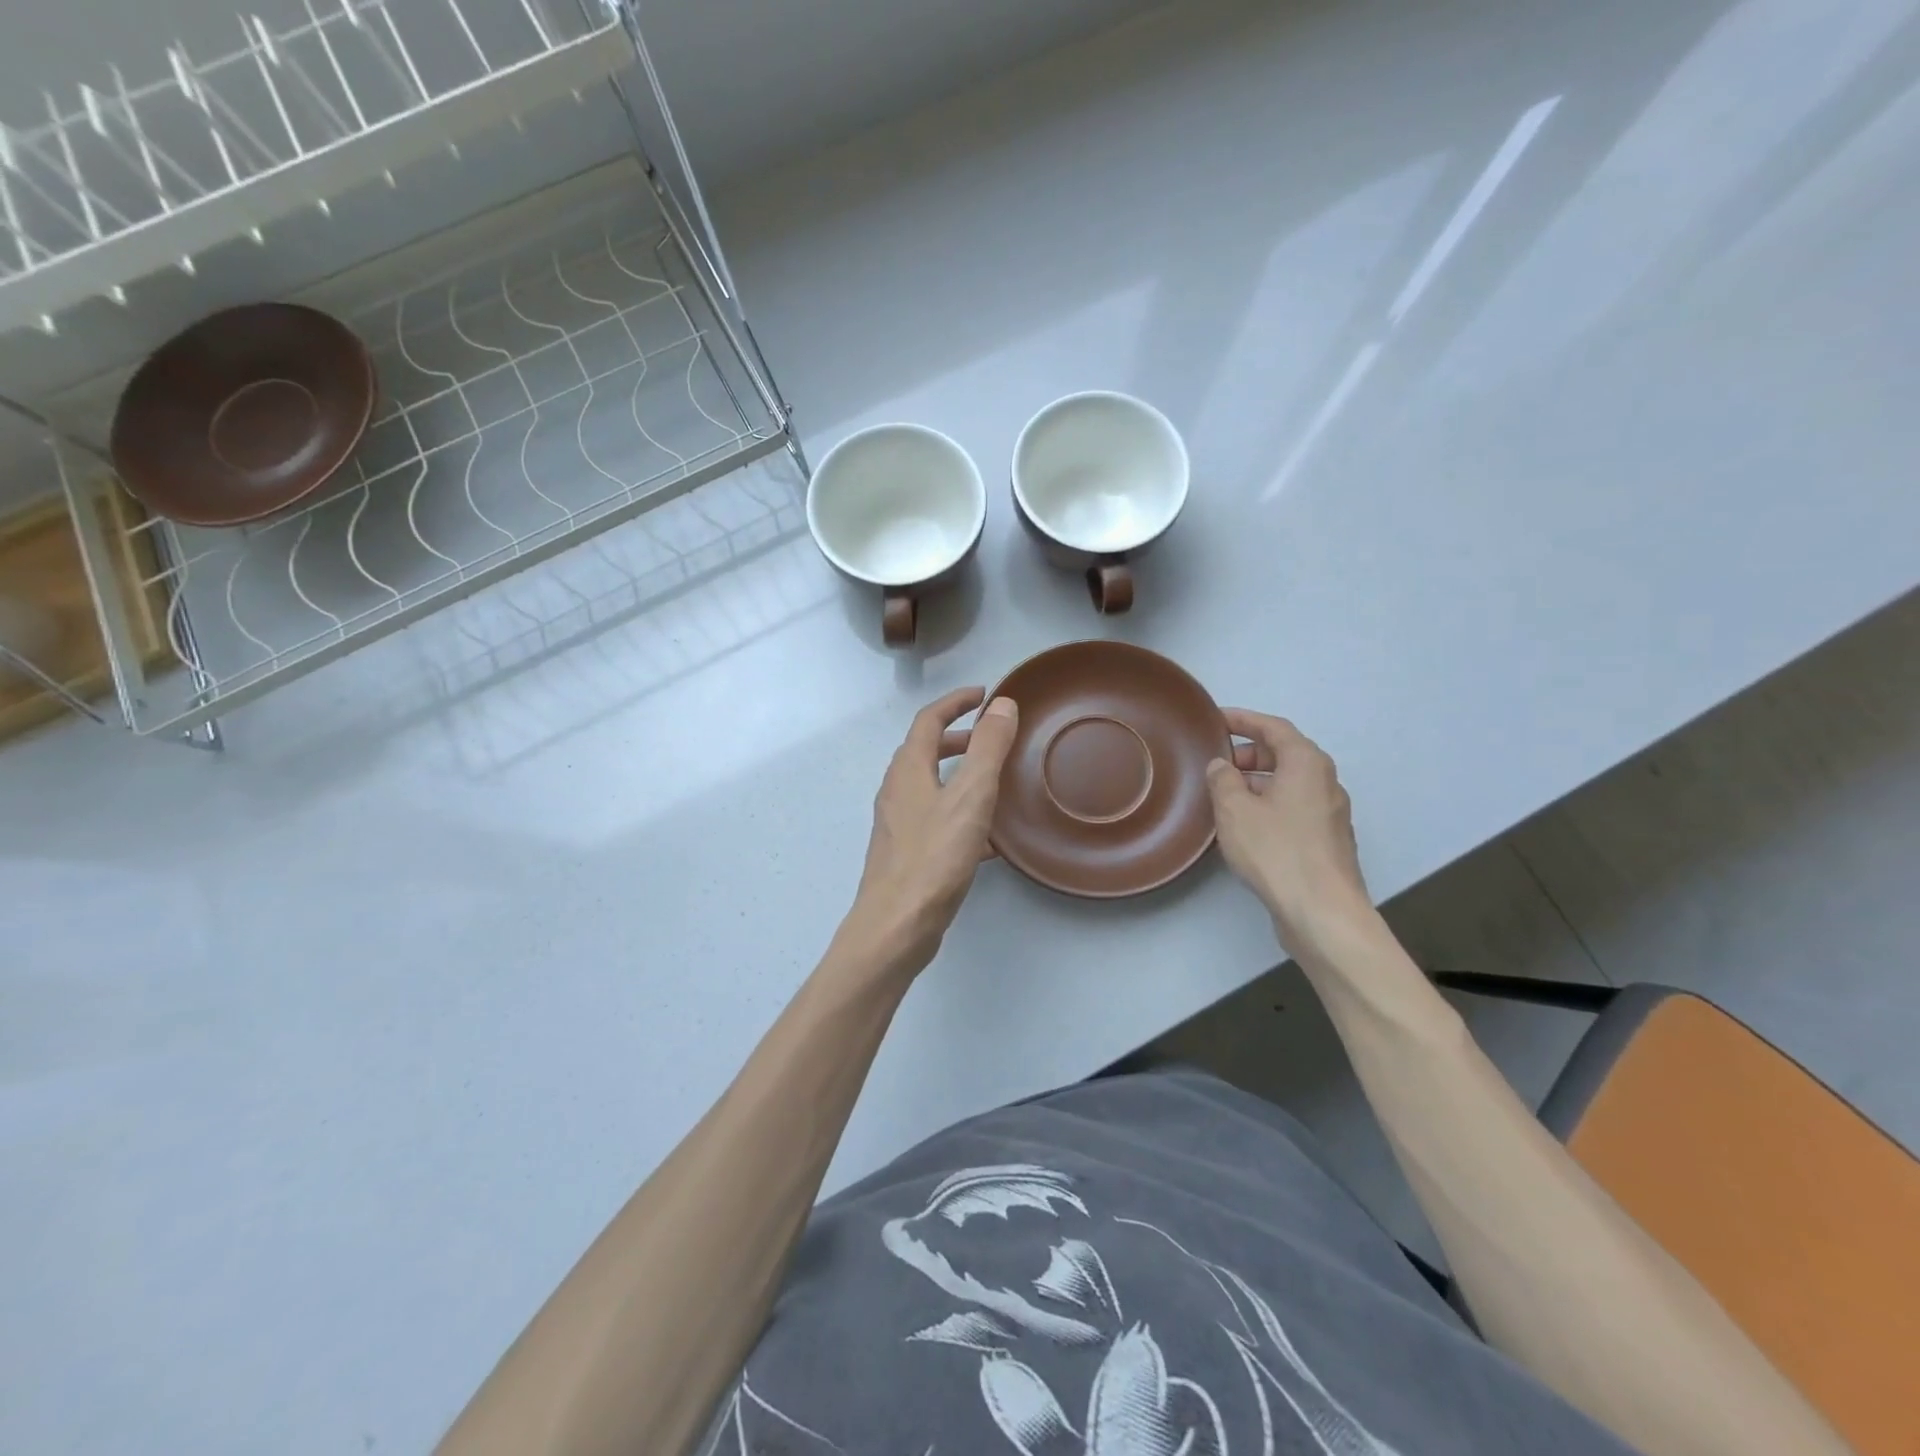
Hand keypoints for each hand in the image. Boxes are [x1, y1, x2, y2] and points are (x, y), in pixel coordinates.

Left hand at [842, 686, 1019, 974]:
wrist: (896, 926)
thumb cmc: (933, 857)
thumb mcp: (970, 797)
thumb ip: (988, 749)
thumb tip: (1002, 704)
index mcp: (908, 770)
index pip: (929, 720)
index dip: (956, 702)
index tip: (984, 694)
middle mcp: (897, 791)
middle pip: (925, 751)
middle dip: (959, 738)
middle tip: (992, 738)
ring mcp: (898, 824)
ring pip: (931, 787)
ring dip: (960, 776)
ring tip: (995, 784)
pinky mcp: (906, 854)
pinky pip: (936, 820)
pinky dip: (961, 814)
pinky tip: (989, 841)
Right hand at [1207, 710, 1371, 950]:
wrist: (1322, 911)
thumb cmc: (1276, 850)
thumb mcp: (1235, 809)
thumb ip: (1223, 780)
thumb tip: (1221, 766)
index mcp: (1307, 763)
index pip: (1274, 728)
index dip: (1244, 720)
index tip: (1216, 719)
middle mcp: (1325, 782)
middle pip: (1285, 754)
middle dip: (1250, 753)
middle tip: (1217, 762)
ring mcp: (1330, 813)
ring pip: (1289, 784)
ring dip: (1257, 782)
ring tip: (1224, 795)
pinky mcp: (1327, 841)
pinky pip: (1294, 808)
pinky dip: (1269, 805)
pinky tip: (1245, 826)